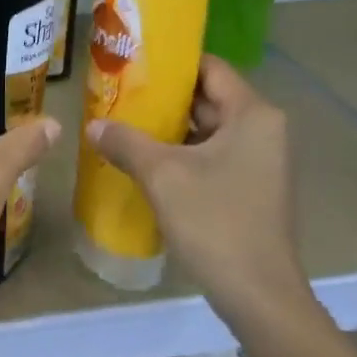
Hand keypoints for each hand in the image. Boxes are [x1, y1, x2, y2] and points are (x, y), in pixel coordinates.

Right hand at [86, 55, 311, 331]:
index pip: (210, 69)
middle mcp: (264, 130)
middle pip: (208, 99)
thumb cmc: (215, 222)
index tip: (132, 64)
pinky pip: (212, 157)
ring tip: (123, 126)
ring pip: (208, 131)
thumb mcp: (162, 176)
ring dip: (168, 130)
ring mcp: (260, 162)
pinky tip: (145, 163)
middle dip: (163, 99)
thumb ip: (125, 142)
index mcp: (253, 115)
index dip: (171, 64)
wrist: (257, 293)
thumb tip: (93, 125)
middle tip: (118, 96)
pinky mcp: (251, 188)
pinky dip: (182, 155)